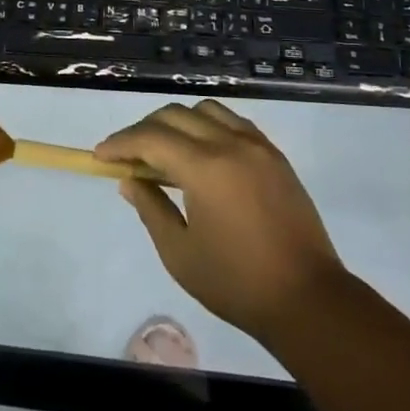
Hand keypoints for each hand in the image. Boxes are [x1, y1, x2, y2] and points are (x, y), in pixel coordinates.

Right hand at [98, 99, 341, 341]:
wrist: (309, 300)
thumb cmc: (236, 282)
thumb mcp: (179, 252)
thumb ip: (150, 208)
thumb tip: (129, 180)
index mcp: (205, 168)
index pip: (150, 138)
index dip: (120, 143)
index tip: (100, 156)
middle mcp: (231, 144)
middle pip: (175, 115)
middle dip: (143, 130)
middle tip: (125, 156)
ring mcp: (258, 146)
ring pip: (206, 110)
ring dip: (177, 122)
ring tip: (163, 151)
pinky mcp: (275, 156)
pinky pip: (233, 122)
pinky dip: (208, 126)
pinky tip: (200, 153)